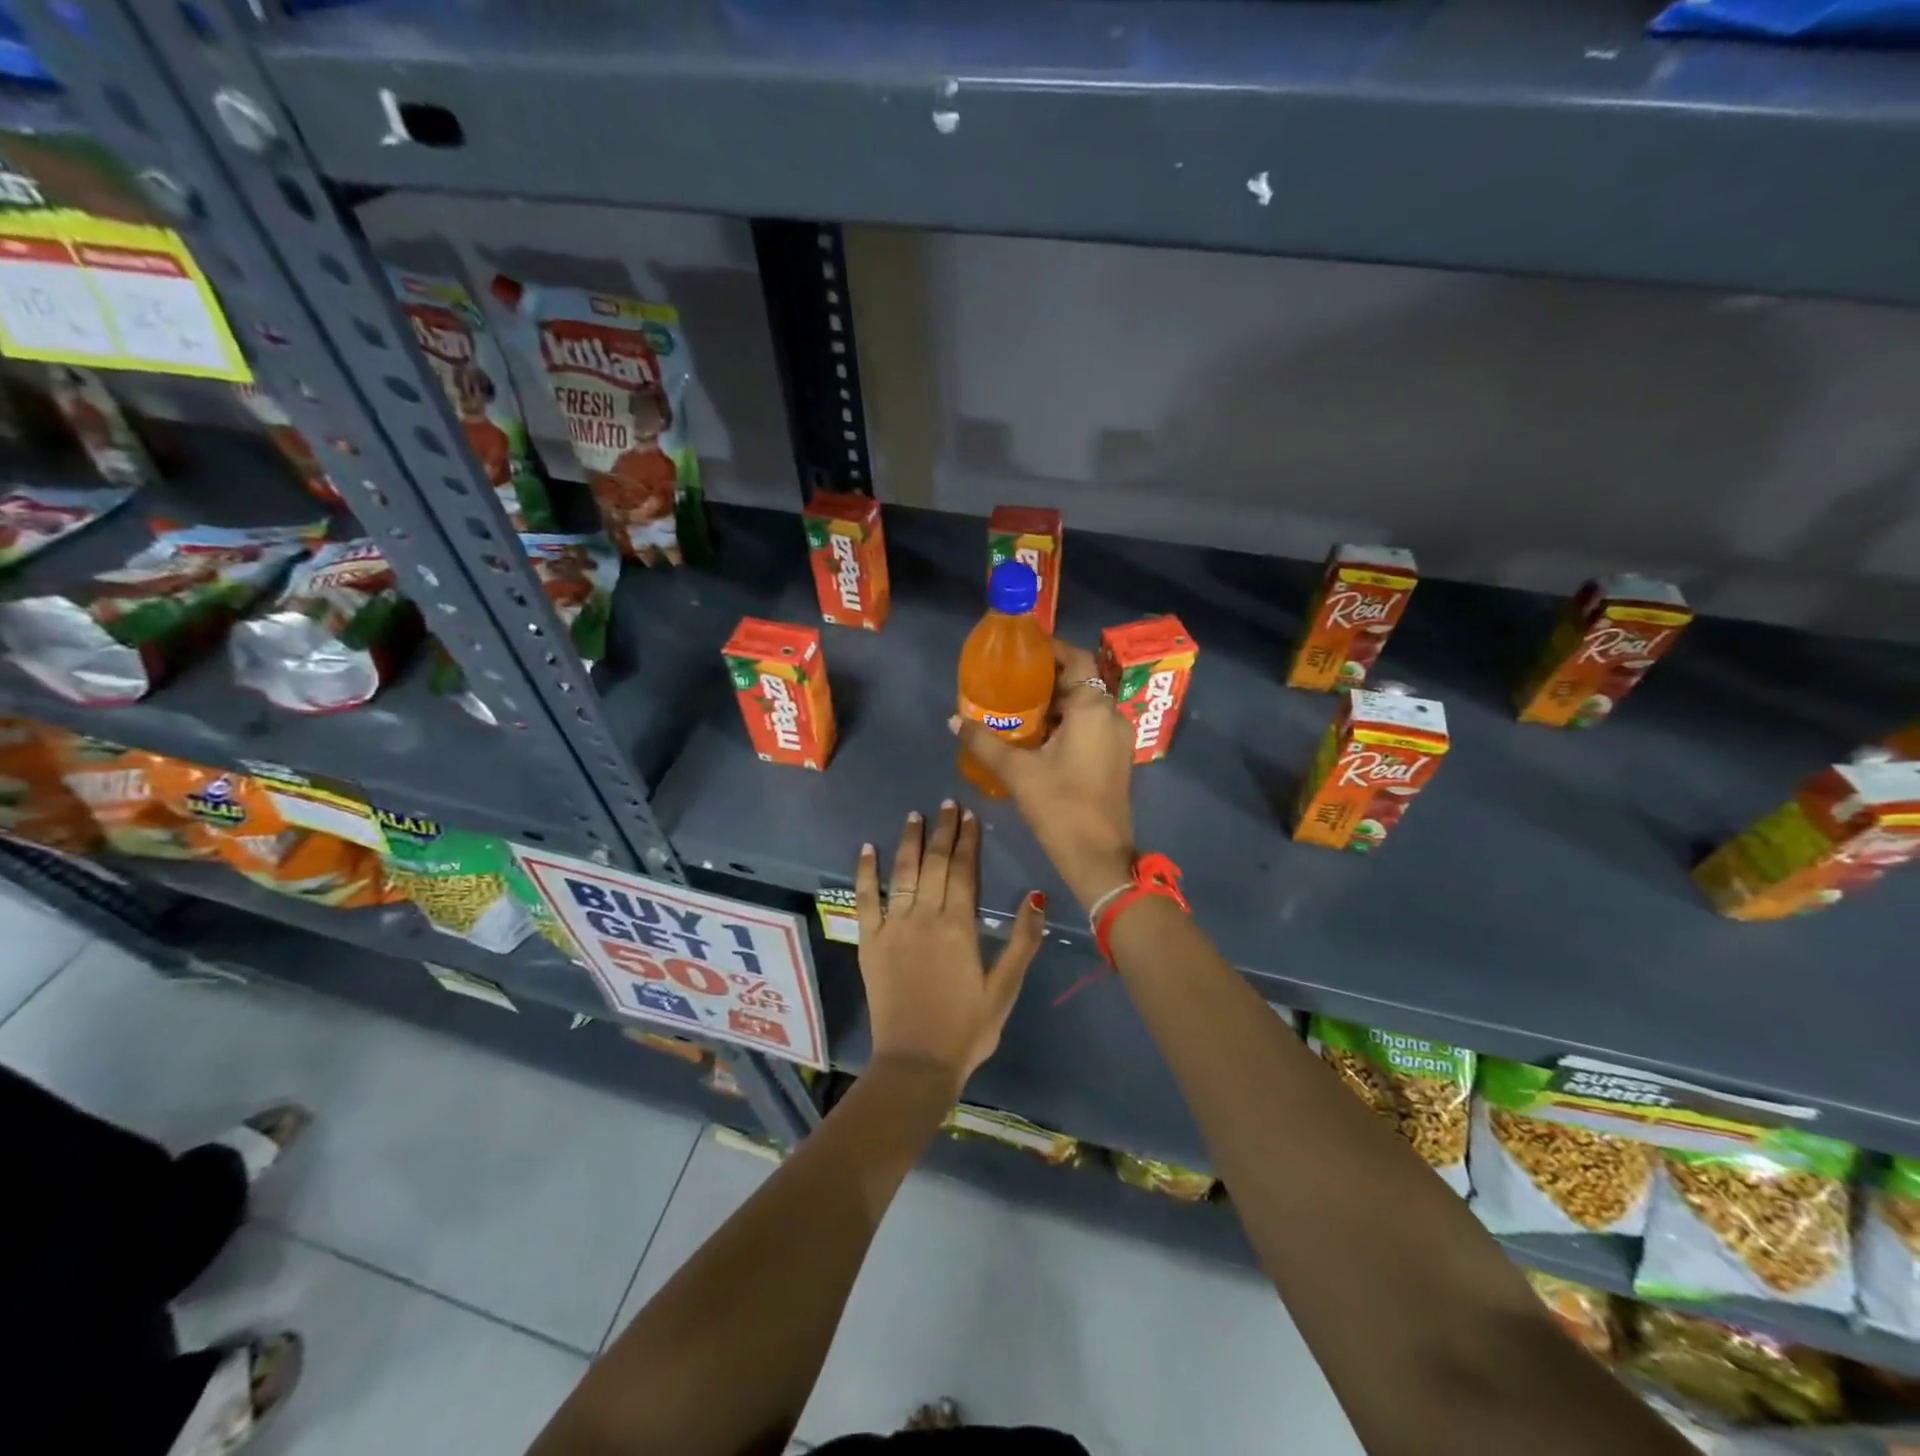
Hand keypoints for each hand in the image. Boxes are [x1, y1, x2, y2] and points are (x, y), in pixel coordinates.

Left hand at [855, 802, 1045, 1092]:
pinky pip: (865, 899)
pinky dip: (865, 872)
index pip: (964, 870)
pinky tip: (868, 849)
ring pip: (902, 873)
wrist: (915, 1064)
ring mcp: (893, 927)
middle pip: (935, 863)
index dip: (967, 840)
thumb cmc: (967, 1028)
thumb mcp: (1005, 989)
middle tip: (947, 804)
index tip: (969, 815)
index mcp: (959, 926)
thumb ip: (1022, 941)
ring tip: (915, 816)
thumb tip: (1037, 895)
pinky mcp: (869, 942)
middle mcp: (924, 917)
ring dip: (909, 841)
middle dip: (942, 831)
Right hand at [953, 639, 1136, 908]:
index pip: (1076, 659)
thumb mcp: (1017, 772)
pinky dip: (1066, 723)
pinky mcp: (1115, 759)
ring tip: (1016, 708)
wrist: (1099, 856)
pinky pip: (1090, 726)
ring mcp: (1117, 738)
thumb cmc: (1060, 806)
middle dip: (1046, 679)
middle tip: (1009, 681)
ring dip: (1055, 703)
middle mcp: (1111, 715)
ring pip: (1085, 706)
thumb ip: (984, 742)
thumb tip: (954, 720)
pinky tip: (1036, 737)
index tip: (1020, 652)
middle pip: (1080, 681)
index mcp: (1093, 708)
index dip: (1050, 650)